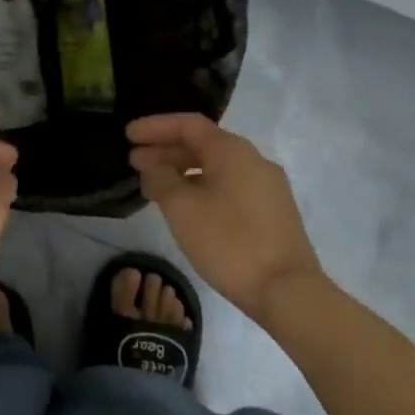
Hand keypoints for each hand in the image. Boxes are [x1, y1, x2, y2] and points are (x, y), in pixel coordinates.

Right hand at [127, 113, 325, 324]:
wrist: (286, 289)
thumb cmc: (228, 241)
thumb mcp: (182, 207)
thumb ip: (161, 178)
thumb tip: (154, 166)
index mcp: (232, 150)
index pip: (188, 124)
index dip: (155, 126)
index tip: (128, 135)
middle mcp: (253, 160)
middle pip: (203, 144)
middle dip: (166, 150)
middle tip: (134, 161)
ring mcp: (267, 186)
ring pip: (216, 167)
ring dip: (183, 170)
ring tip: (154, 185)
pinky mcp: (272, 212)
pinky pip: (229, 186)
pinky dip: (202, 186)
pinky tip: (186, 206)